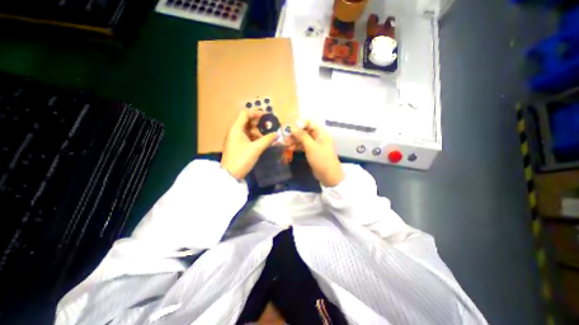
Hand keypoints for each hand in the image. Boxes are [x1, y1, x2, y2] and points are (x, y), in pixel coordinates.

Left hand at [221, 110, 278, 180]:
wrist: (231, 174)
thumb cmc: (242, 159)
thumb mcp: (256, 148)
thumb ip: (267, 140)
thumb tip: (277, 134)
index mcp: (236, 128)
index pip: (245, 114)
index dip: (256, 113)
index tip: (267, 116)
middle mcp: (234, 131)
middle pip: (247, 121)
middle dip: (258, 123)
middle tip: (269, 127)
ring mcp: (235, 139)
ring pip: (248, 130)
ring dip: (257, 131)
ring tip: (267, 136)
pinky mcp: (237, 145)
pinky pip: (247, 137)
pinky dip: (255, 137)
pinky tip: (262, 142)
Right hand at [287, 120, 339, 185]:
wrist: (329, 175)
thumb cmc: (321, 158)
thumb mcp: (311, 146)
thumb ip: (302, 135)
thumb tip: (292, 127)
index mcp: (320, 132)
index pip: (309, 122)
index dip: (300, 123)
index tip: (290, 128)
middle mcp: (317, 136)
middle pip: (305, 130)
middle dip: (295, 132)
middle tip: (285, 137)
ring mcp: (314, 144)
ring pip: (303, 138)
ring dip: (295, 140)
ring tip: (286, 143)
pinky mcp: (311, 152)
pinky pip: (303, 146)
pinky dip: (297, 146)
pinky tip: (290, 147)